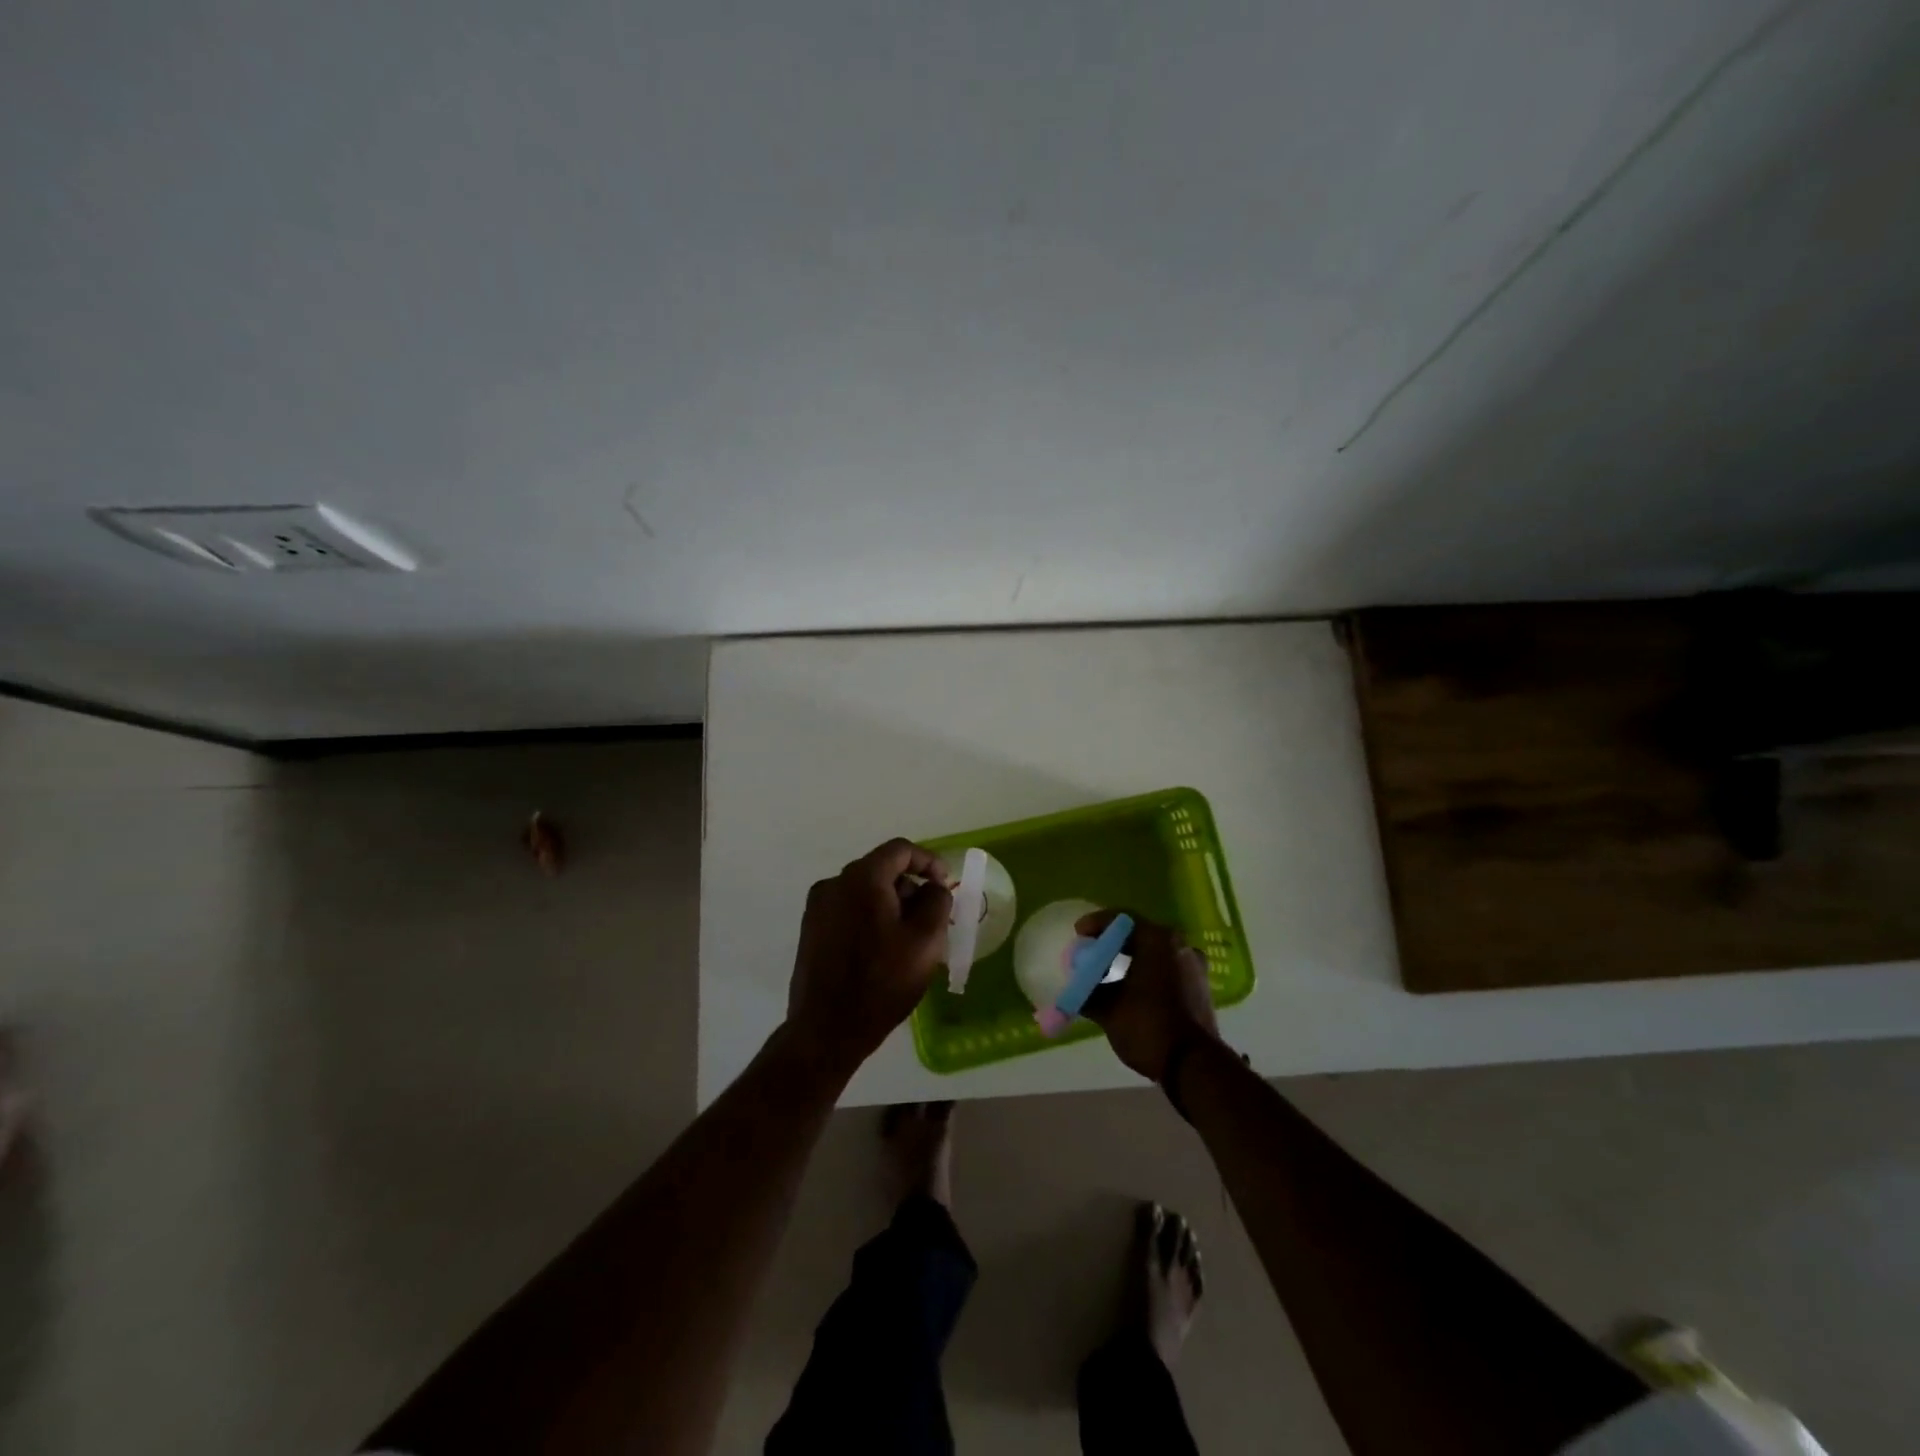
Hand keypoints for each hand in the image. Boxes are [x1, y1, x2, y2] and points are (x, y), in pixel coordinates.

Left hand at [784, 838, 953, 1076]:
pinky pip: (849, 910)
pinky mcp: (811, 930)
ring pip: (865, 892)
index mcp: (862, 879)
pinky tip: (883, 950)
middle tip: (931, 919)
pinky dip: (870, 918)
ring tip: (908, 940)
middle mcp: (834, 883)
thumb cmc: (882, 982)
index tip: (945, 885)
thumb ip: (937, 901)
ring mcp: (818, 907)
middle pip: (881, 870)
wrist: (827, 1030)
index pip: (901, 850)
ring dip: (891, 905)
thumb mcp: (926, 940)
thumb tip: (932, 887)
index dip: (929, 861)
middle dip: (910, 888)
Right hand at [1079, 910, 1218, 1082]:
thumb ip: (1088, 992)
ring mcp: (1194, 966)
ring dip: (1130, 958)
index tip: (1078, 934)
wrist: (1194, 1066)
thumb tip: (1075, 989)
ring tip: (1107, 973)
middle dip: (1112, 942)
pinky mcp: (1199, 987)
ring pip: (1154, 952)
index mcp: (1158, 940)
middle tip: (1091, 952)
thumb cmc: (1148, 1026)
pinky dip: (1146, 971)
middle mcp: (1180, 945)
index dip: (1096, 924)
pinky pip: (1166, 968)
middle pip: (1139, 933)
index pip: (1122, 919)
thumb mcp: (1109, 1009)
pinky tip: (1130, 988)